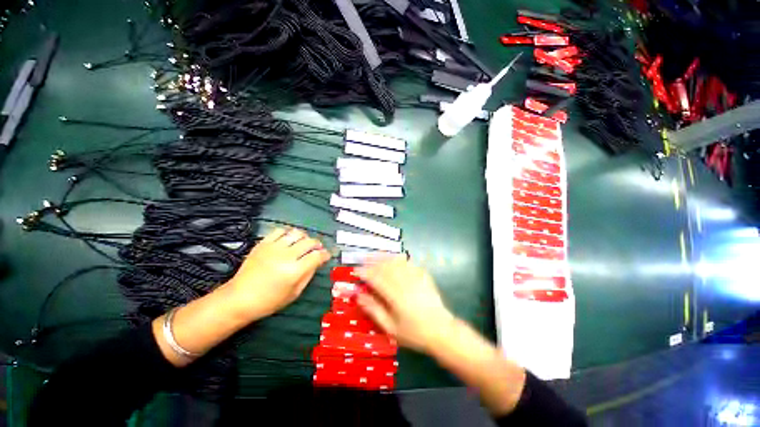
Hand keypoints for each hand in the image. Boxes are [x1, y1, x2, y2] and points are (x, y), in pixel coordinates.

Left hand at [227, 228, 330, 320]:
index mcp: (295, 271)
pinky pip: (279, 230)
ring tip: (304, 243)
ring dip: (305, 237)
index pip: (317, 256)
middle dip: (317, 245)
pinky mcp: (263, 243)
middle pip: (309, 242)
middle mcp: (286, 256)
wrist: (239, 298)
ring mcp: (273, 248)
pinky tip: (289, 240)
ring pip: (297, 233)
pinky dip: (288, 233)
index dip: (325, 254)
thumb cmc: (269, 301)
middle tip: (317, 249)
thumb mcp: (294, 293)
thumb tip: (317, 262)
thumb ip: (308, 275)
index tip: (326, 256)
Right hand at [355, 256, 454, 353]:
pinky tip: (395, 257)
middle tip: (363, 258)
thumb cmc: (414, 333)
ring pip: (397, 262)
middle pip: (386, 266)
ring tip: (375, 255)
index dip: (365, 273)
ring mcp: (416, 277)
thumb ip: (374, 310)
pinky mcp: (423, 276)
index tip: (356, 270)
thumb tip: (359, 296)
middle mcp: (405, 283)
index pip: (376, 279)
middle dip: (373, 261)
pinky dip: (399, 259)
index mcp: (395, 296)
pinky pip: (409, 263)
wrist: (441, 331)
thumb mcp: (391, 328)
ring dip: (385, 257)